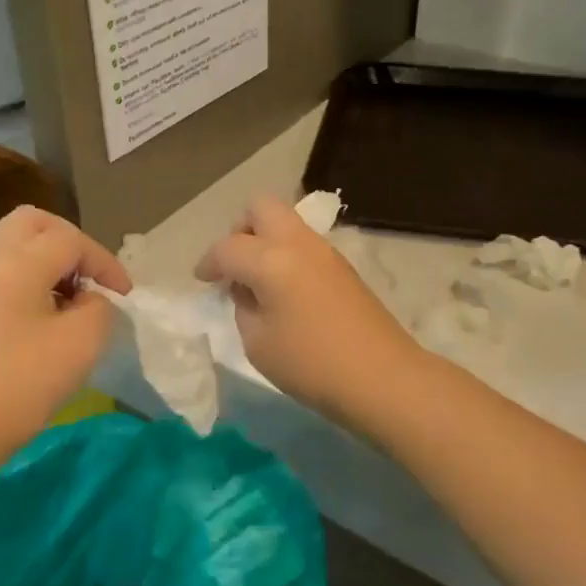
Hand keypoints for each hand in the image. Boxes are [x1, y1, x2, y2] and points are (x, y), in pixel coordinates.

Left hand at [0, 206, 130, 468]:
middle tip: (91, 277)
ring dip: (47, 257)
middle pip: (34, 222)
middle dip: (70, 242)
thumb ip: (99, 307)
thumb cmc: (19, 385)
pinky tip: (41, 313)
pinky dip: (26, 274)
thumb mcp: (82, 344)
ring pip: (12, 242)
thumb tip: (87, 298)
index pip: (72, 239)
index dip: (104, 262)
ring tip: (70, 296)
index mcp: (17, 261)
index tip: (125, 295)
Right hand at [196, 196, 420, 425]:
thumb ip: (244, 307)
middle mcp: (298, 243)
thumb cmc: (311, 364)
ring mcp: (326, 251)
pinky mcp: (343, 267)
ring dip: (266, 242)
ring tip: (259, 284)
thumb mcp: (258, 343)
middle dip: (240, 230)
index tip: (203, 281)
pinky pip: (304, 244)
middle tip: (235, 267)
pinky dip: (287, 256)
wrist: (382, 378)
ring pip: (286, 223)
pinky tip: (286, 292)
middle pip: (261, 208)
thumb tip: (249, 291)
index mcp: (271, 259)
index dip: (208, 263)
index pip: (227, 248)